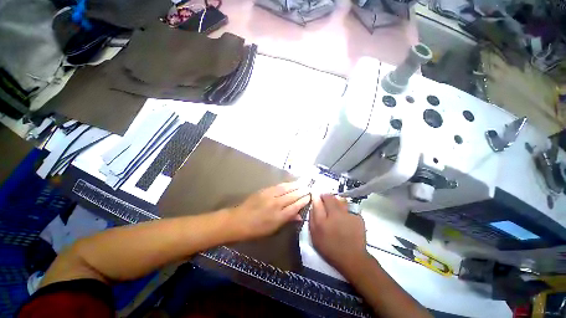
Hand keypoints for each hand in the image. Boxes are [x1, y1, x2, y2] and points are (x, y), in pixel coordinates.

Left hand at [229, 182, 309, 239]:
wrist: (238, 220)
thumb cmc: (256, 230)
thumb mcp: (273, 230)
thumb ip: (287, 221)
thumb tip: (299, 216)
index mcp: (279, 217)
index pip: (295, 206)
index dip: (304, 201)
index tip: (310, 197)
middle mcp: (276, 204)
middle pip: (293, 196)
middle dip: (302, 191)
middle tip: (309, 188)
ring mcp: (270, 196)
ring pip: (287, 189)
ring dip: (296, 185)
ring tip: (303, 183)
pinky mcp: (265, 190)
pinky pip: (278, 186)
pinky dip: (286, 184)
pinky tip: (291, 183)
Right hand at [309, 194, 368, 274]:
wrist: (352, 258)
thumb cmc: (330, 248)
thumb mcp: (315, 236)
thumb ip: (312, 219)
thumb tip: (312, 206)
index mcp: (322, 221)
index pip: (317, 202)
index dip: (315, 197)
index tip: (315, 196)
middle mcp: (335, 215)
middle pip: (329, 197)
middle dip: (325, 196)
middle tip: (324, 199)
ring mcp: (348, 215)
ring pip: (340, 200)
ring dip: (335, 200)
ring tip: (334, 205)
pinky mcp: (357, 217)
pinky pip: (348, 207)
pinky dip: (344, 208)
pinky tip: (344, 215)